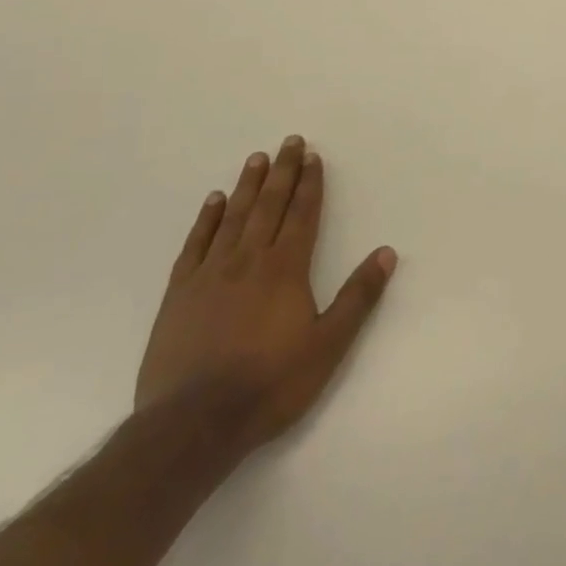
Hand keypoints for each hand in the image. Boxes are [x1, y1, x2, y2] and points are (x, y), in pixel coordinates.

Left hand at [136, 137, 395, 459]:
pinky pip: (196, 244)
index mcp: (286, 269)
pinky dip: (207, 219)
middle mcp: (248, 260)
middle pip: (269, 205)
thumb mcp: (328, 346)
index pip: (302, 214)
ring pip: (234, 217)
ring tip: (257, 158)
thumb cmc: (270, 385)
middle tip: (289, 141)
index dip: (310, 184)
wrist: (193, 424)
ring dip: (248, 185)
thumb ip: (358, 297)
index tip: (313, 157)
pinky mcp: (179, 294)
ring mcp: (210, 274)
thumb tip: (386, 253)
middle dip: (283, 172)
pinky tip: (214, 201)